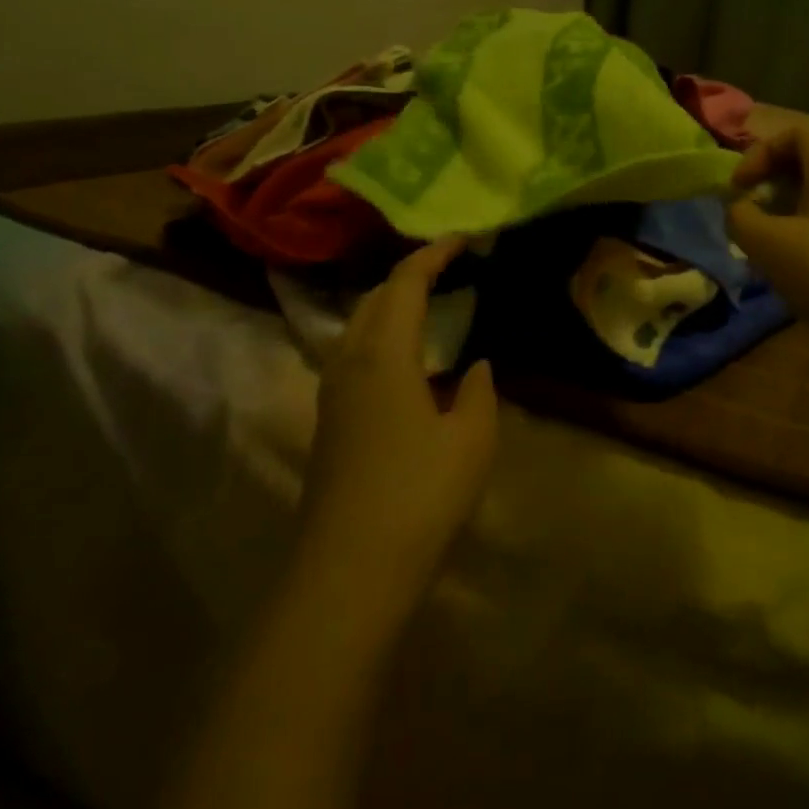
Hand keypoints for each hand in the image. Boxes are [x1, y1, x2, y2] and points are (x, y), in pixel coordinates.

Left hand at [297, 238, 497, 624]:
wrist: (350, 568)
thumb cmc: (419, 494)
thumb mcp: (472, 441)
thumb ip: (480, 394)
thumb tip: (476, 367)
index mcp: (383, 355)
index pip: (404, 284)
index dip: (432, 256)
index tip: (461, 240)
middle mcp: (348, 363)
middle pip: (372, 300)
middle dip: (406, 277)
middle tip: (445, 272)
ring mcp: (331, 395)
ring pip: (356, 330)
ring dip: (389, 309)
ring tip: (427, 311)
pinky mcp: (329, 424)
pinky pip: (353, 359)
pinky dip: (380, 341)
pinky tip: (406, 367)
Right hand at [727, 127, 808, 359]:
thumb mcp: (769, 243)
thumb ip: (740, 218)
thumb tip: (737, 210)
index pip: (795, 133)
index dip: (759, 153)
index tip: (738, 188)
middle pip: (804, 162)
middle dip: (767, 182)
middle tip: (745, 212)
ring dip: (778, 212)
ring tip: (757, 243)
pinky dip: (796, 235)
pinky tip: (782, 266)